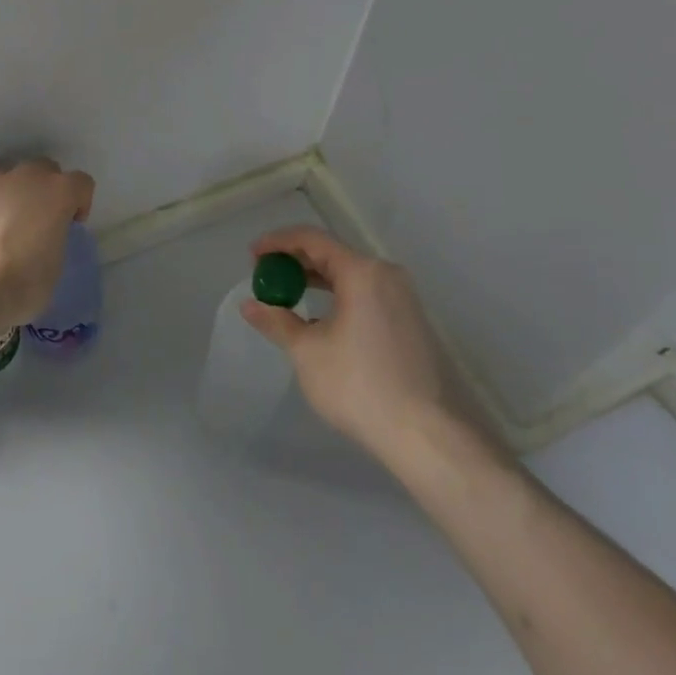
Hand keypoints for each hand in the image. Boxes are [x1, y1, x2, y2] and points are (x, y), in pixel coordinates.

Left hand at [0, 158, 94, 331]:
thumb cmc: (22, 280)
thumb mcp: (56, 265)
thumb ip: (56, 239)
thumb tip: (46, 239)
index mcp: (59, 192)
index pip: (82, 183)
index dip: (80, 203)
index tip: (71, 225)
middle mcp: (29, 176)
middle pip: (47, 169)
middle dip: (48, 189)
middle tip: (41, 220)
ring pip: (14, 175)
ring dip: (17, 192)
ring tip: (9, 223)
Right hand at [240, 225, 506, 471]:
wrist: (426, 435)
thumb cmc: (359, 385)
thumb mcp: (307, 352)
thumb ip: (277, 321)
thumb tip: (250, 306)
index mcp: (362, 272)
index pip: (312, 239)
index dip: (278, 242)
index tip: (252, 255)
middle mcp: (386, 274)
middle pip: (332, 254)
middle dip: (295, 261)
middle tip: (266, 276)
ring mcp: (403, 297)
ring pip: (351, 275)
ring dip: (316, 280)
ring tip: (288, 295)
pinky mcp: (411, 320)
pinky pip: (366, 293)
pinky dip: (338, 296)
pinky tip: (321, 320)